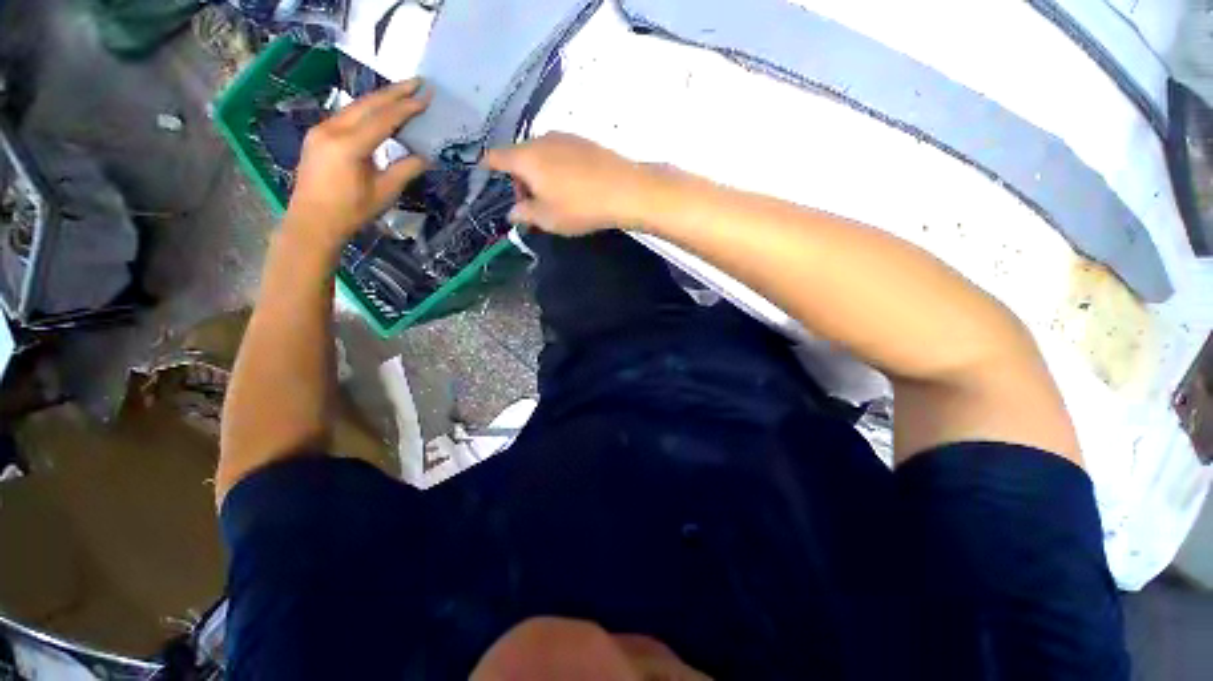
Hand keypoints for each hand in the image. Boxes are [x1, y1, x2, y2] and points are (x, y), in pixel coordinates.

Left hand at [283, 79, 431, 248]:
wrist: (312, 221)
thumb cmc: (351, 211)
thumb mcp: (384, 192)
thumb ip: (405, 170)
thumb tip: (426, 157)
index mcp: (349, 145)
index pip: (383, 119)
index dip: (406, 108)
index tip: (426, 97)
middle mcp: (331, 129)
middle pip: (367, 104)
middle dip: (394, 92)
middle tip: (417, 82)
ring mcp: (321, 130)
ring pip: (355, 107)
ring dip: (380, 99)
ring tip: (402, 92)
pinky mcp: (318, 135)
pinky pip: (346, 116)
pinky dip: (366, 110)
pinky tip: (378, 110)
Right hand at [484, 133, 654, 235]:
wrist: (625, 190)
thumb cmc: (579, 207)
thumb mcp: (547, 218)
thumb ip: (525, 213)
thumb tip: (513, 212)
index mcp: (526, 157)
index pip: (496, 157)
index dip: (488, 168)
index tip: (486, 177)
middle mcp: (542, 139)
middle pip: (519, 156)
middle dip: (519, 179)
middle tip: (531, 204)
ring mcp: (566, 137)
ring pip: (541, 154)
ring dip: (539, 174)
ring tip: (553, 198)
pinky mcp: (585, 141)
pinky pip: (561, 153)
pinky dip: (557, 168)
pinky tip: (572, 186)